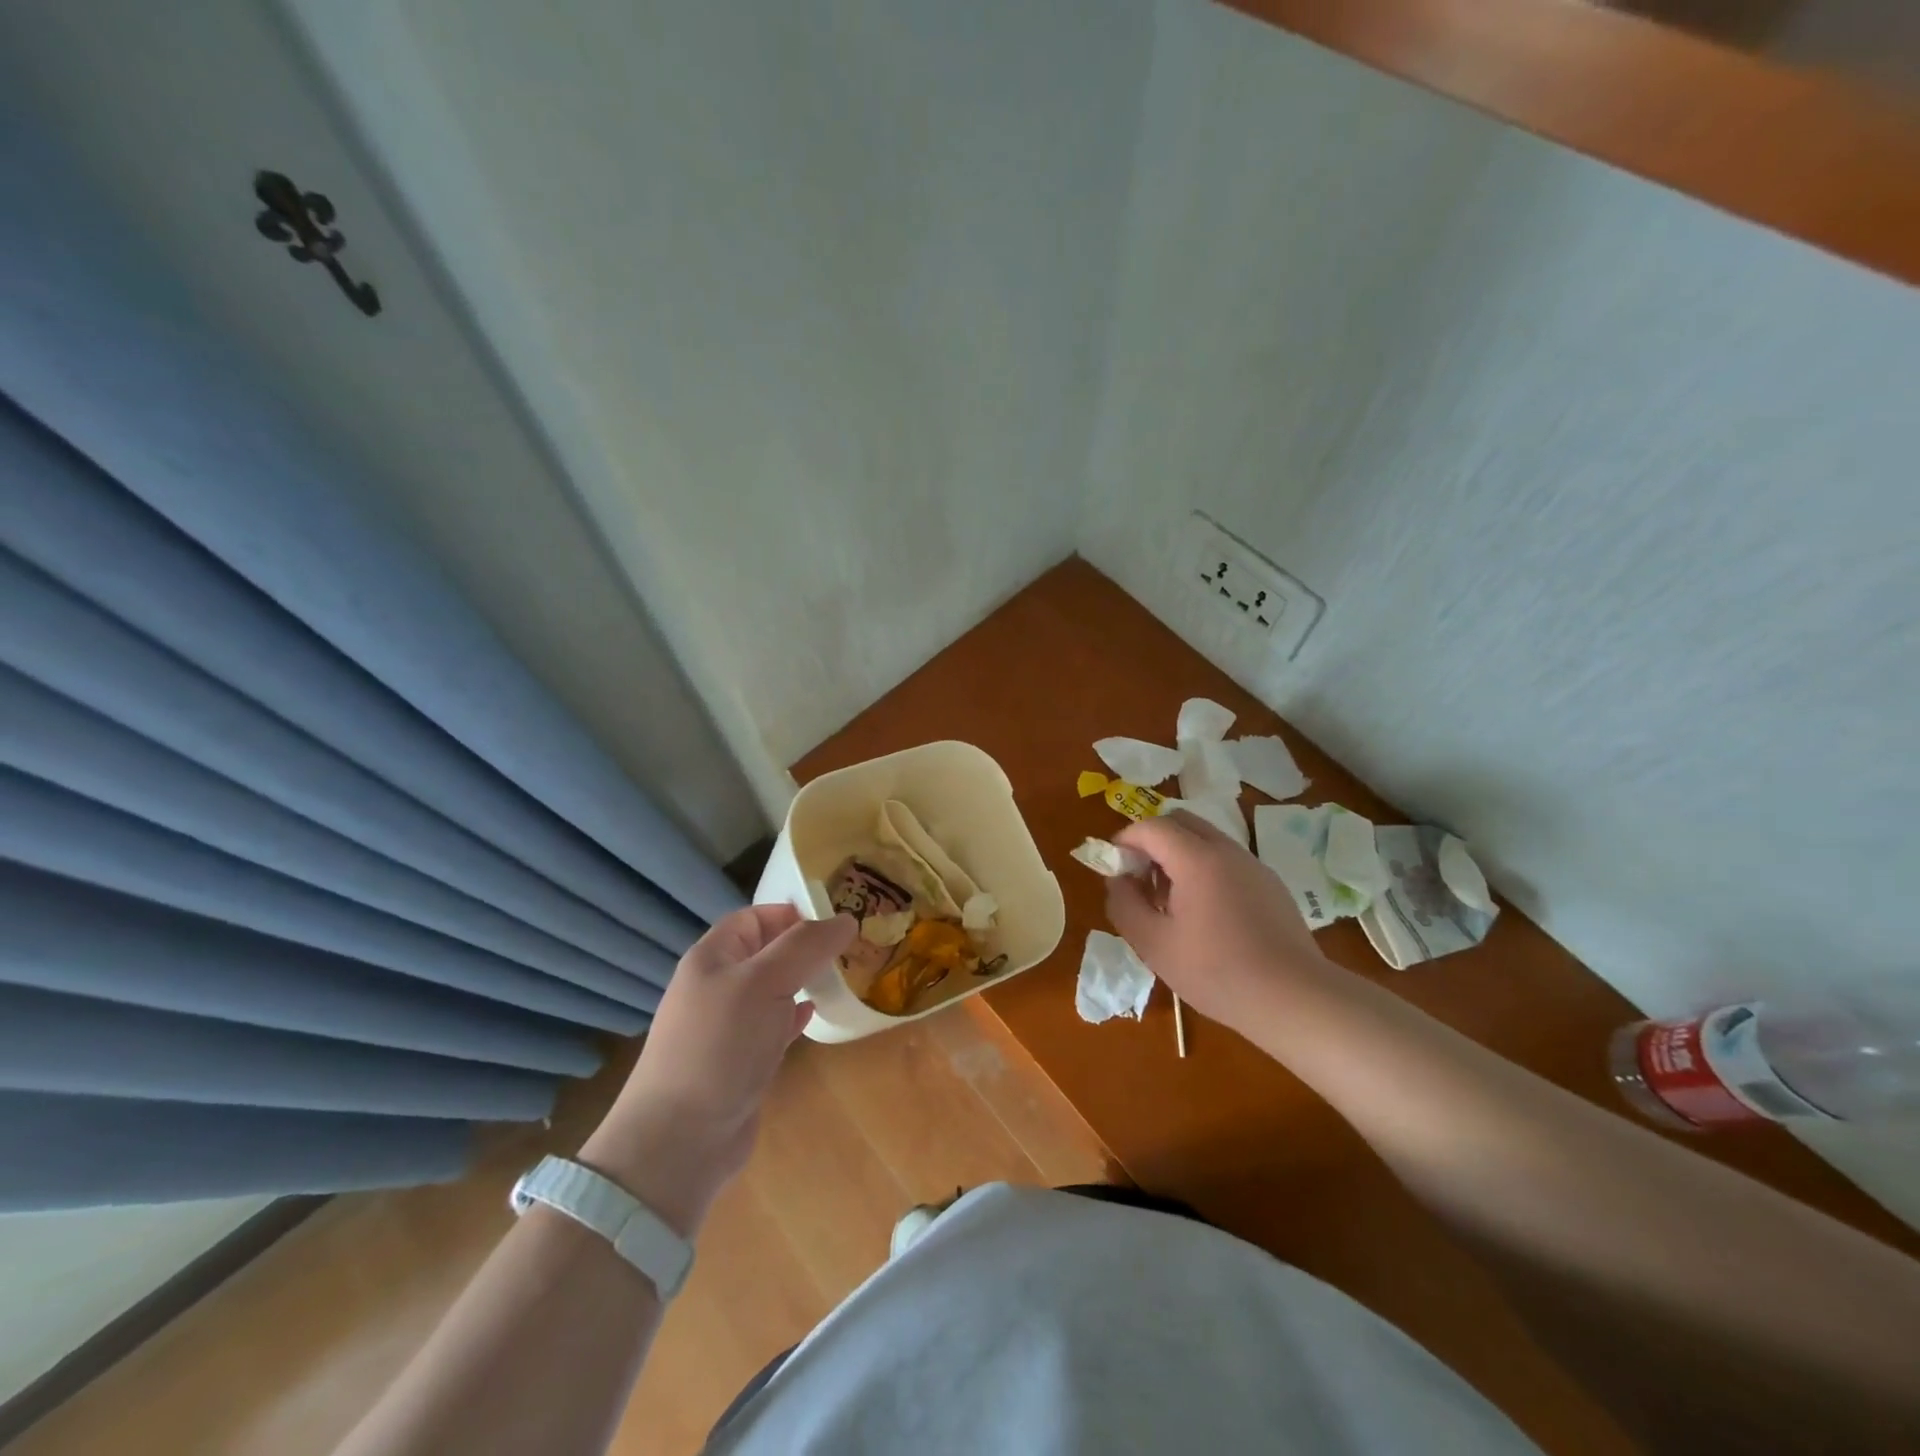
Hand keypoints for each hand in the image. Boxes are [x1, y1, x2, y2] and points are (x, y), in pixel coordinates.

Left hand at [579, 905, 854, 1235]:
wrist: (680, 1140)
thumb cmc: (720, 1045)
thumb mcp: (764, 982)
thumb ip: (806, 946)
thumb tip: (846, 918)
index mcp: (713, 957)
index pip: (755, 917)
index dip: (793, 912)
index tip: (836, 918)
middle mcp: (718, 985)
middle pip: (766, 951)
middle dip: (805, 946)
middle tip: (850, 946)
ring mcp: (728, 1025)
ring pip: (773, 988)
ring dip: (805, 980)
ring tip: (843, 975)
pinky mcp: (741, 1060)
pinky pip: (774, 1024)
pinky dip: (796, 1015)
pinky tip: (816, 1014)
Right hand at [1105, 810, 1334, 1034]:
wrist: (1295, 998)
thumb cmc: (1217, 972)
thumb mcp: (1154, 945)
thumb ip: (1125, 905)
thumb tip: (1117, 881)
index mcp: (1197, 859)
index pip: (1152, 827)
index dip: (1125, 840)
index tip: (1114, 867)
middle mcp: (1227, 851)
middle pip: (1181, 822)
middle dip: (1152, 841)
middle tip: (1141, 878)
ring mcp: (1254, 865)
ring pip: (1206, 840)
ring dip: (1179, 856)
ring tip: (1170, 902)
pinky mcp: (1270, 884)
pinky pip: (1227, 861)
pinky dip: (1204, 869)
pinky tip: (1205, 915)